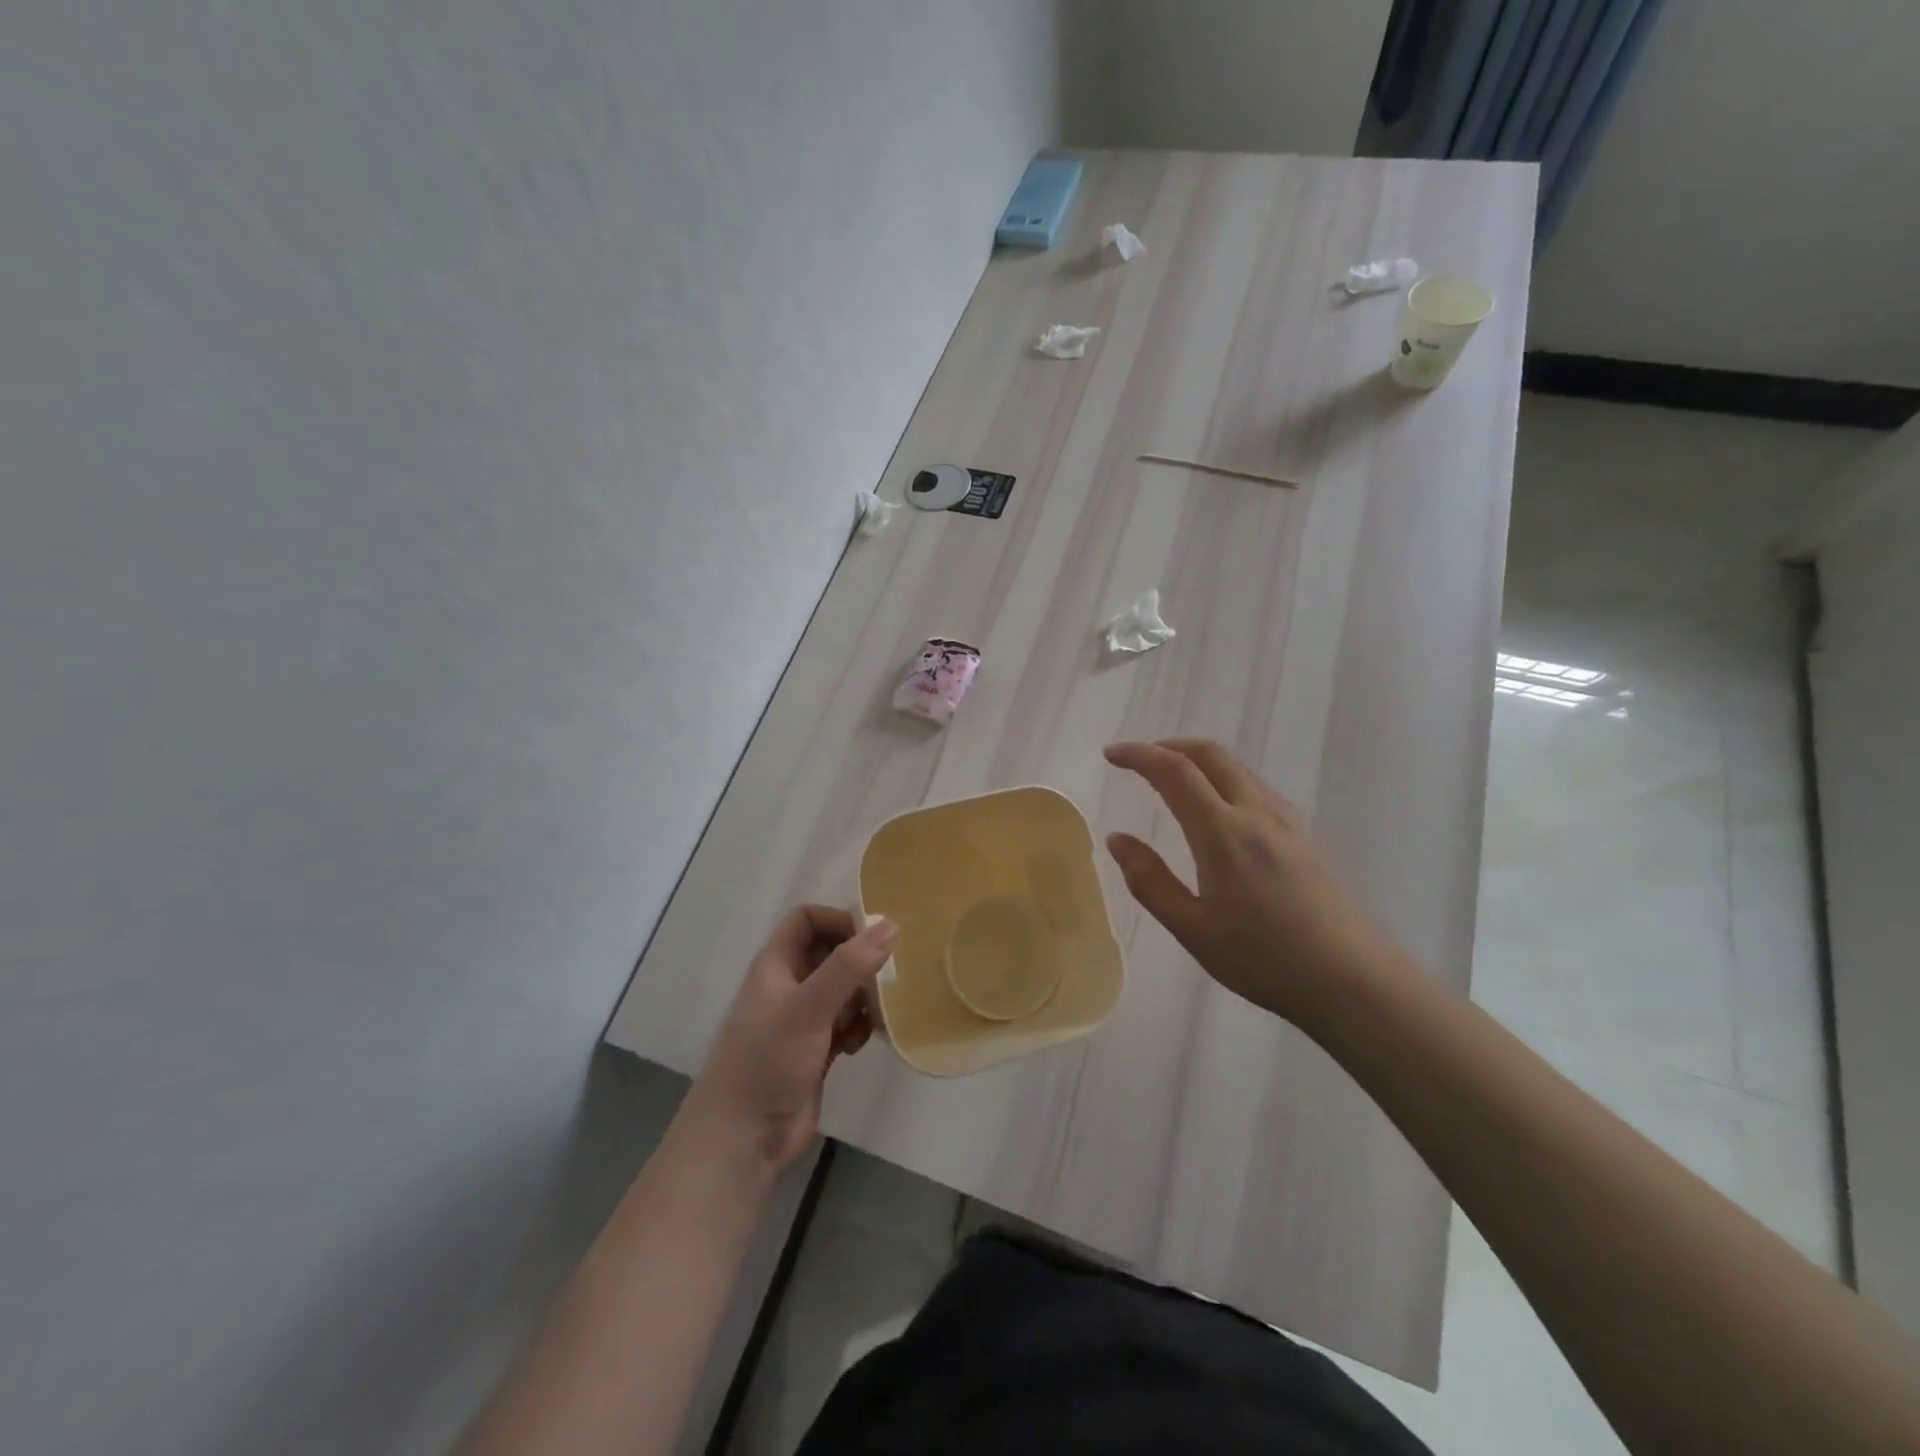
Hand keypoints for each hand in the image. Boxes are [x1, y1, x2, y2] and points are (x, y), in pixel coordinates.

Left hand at [680, 907, 895, 1175]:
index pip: (807, 920)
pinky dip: (857, 1027)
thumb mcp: (808, 1008)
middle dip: (859, 961)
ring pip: (841, 990)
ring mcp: (801, 1021)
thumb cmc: (767, 1063)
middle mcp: (788, 986)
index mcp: (776, 966)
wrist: (741, 1141)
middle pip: (830, 953)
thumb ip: (848, 967)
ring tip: (875, 1015)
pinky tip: (860, 1045)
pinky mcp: (814, 1052)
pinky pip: (844, 1024)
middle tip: (887, 976)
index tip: (872, 939)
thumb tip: (890, 924)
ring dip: (862, 997)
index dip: (838, 920)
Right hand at [1103, 739, 1402, 1026]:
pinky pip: (1255, 787)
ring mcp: (1287, 821)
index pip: (1174, 771)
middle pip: (1210, 754)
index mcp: (1223, 832)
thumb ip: (1150, 880)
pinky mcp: (1304, 836)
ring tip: (1170, 782)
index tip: (1111, 754)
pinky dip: (1223, 779)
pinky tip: (1216, 811)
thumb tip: (1117, 839)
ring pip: (1237, 768)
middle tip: (1138, 761)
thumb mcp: (1192, 929)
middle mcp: (1256, 813)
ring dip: (1198, 761)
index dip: (1139, 754)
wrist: (1354, 981)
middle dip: (1169, 747)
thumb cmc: (1264, 960)